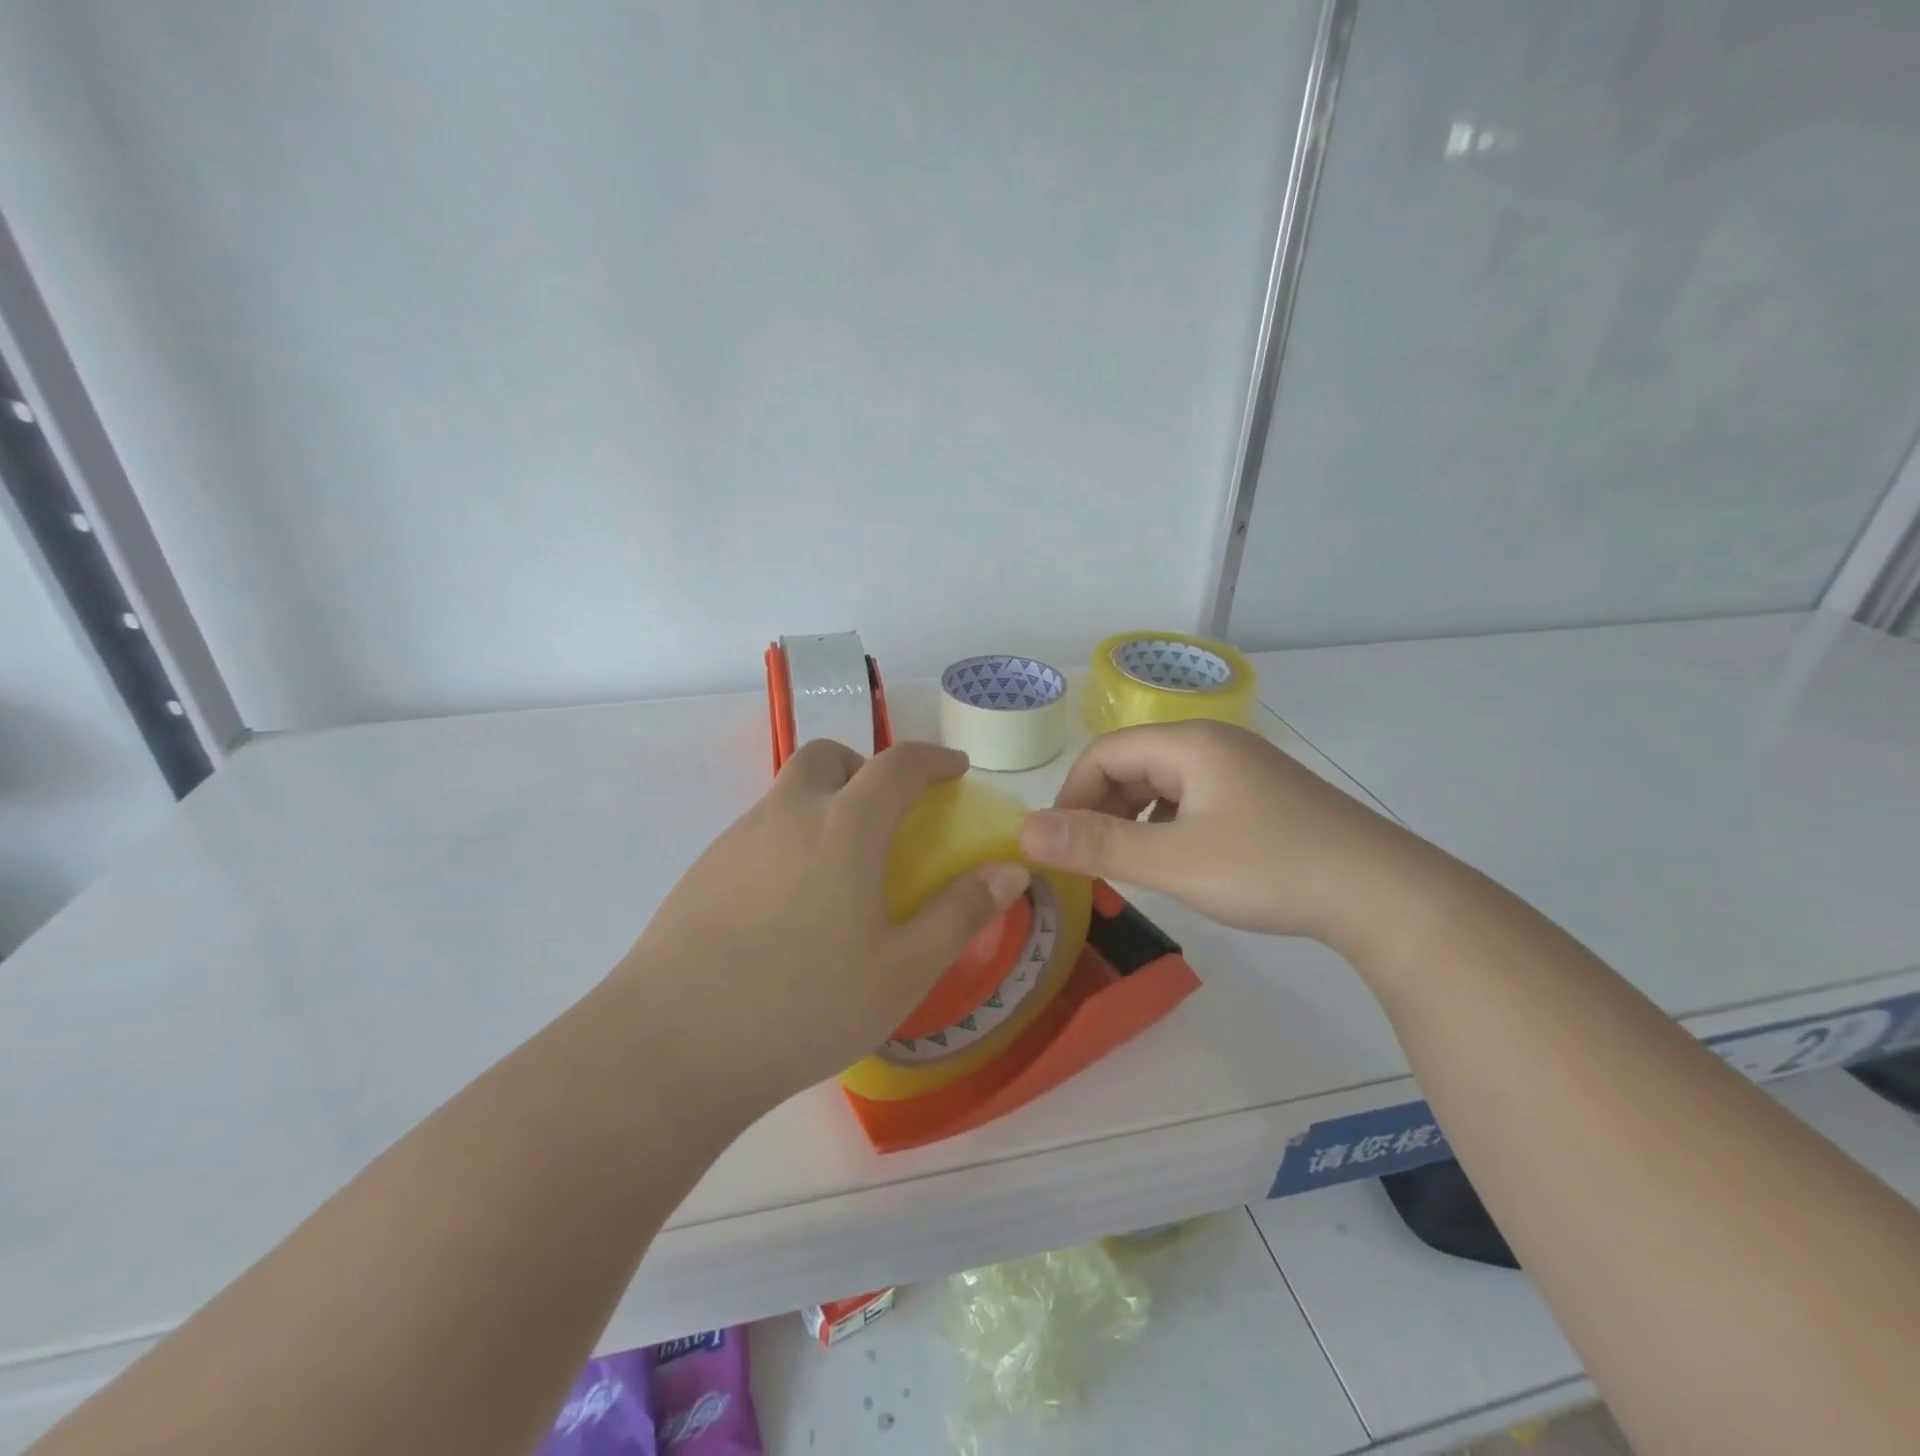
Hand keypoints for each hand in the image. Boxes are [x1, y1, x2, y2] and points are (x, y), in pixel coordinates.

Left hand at [614, 740, 1029, 1113]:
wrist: (671, 1046)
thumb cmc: (803, 1005)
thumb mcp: (902, 969)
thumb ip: (961, 913)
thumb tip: (1011, 870)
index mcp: (844, 826)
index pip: (898, 764)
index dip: (934, 759)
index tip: (956, 770)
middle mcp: (788, 814)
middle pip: (829, 756)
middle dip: (867, 767)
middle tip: (889, 813)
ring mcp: (738, 839)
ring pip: (790, 791)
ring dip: (826, 801)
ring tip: (843, 867)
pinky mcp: (703, 870)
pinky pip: (760, 828)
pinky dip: (791, 835)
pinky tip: (793, 903)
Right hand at [1017, 720, 1419, 945]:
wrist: (1384, 894)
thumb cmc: (1270, 868)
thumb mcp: (1173, 861)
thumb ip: (1096, 845)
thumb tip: (1024, 833)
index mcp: (1189, 743)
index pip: (1102, 754)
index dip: (1070, 797)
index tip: (1060, 847)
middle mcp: (1213, 743)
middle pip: (1132, 764)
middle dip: (1100, 809)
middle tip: (1091, 861)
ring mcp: (1243, 768)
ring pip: (1163, 783)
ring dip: (1133, 818)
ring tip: (1128, 863)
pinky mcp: (1262, 796)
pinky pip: (1194, 798)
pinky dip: (1168, 824)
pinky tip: (1176, 859)